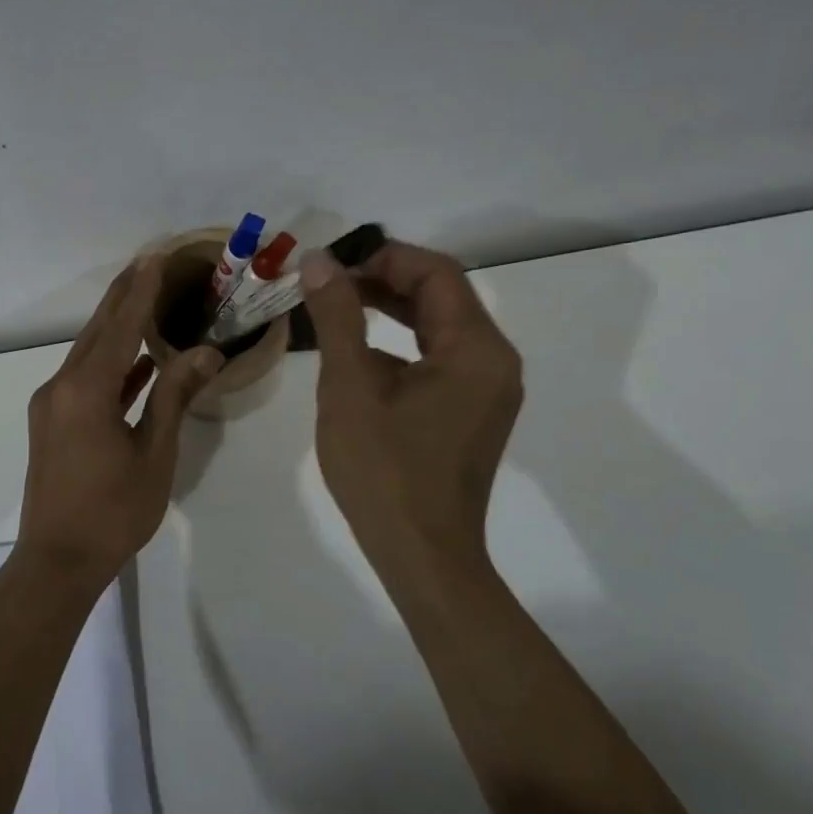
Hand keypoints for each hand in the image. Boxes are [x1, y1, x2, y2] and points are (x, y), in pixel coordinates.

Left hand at [17, 257, 221, 591]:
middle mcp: (61, 387)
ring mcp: (51, 404)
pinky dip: (110, 364)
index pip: (120, 327)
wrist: (57, 562)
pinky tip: (137, 361)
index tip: (156, 257)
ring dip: (116, 327)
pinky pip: (84, 379)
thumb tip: (206, 352)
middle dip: (124, 296)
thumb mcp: (154, 454)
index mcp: (86, 391)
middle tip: (149, 262)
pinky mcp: (51, 421)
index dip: (140, 291)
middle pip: (97, 331)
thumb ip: (174, 396)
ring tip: (145, 299)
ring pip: (88, 353)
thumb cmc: (113, 512)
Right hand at [299, 240, 523, 577]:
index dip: (383, 258)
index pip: (436, 273)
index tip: (331, 265)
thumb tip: (318, 262)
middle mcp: (494, 361)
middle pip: (441, 295)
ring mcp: (487, 388)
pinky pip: (439, 356)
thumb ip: (337, 317)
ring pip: (438, 325)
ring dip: (389, 309)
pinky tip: (359, 353)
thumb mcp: (350, 386)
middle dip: (383, 280)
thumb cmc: (384, 470)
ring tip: (336, 307)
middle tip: (327, 284)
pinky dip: (401, 342)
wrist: (421, 555)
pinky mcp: (472, 411)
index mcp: (475, 349)